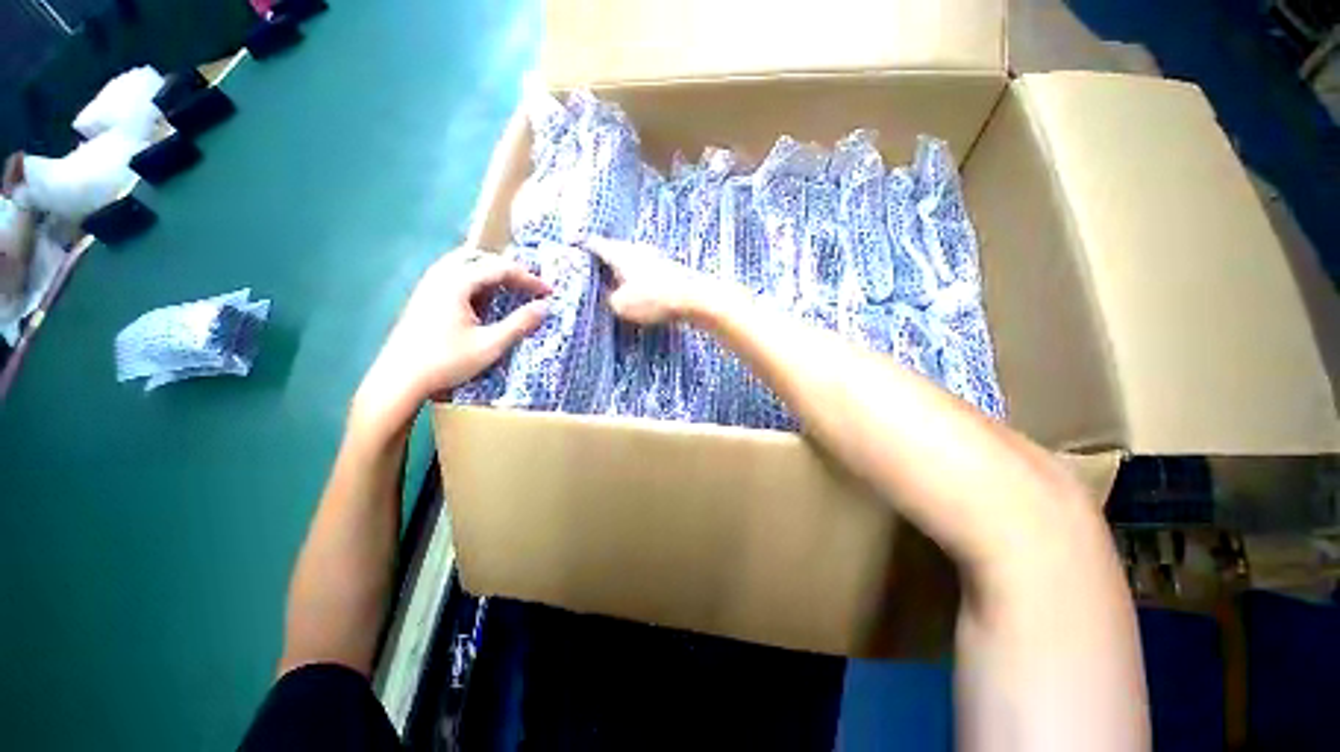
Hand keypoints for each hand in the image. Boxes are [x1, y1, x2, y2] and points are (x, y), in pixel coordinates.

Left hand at [352, 249, 549, 436]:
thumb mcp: (491, 345)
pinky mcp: (422, 297)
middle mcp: (440, 276)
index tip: (549, 292)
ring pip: (464, 263)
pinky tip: (482, 298)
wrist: (399, 380)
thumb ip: (520, 323)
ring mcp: (427, 285)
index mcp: (457, 283)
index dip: (529, 278)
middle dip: (509, 268)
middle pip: (480, 257)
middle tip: (529, 285)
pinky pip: (453, 275)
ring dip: (490, 271)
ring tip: (509, 287)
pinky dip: (475, 279)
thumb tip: (544, 307)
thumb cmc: (447, 362)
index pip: (500, 268)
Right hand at [586, 237, 725, 324]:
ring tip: (616, 281)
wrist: (694, 298)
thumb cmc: (653, 299)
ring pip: (633, 259)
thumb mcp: (621, 305)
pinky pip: (647, 270)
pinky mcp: (670, 269)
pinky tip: (640, 289)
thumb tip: (612, 296)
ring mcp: (656, 257)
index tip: (575, 246)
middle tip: (594, 268)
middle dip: (605, 258)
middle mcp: (637, 249)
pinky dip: (639, 277)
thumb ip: (610, 299)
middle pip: (616, 249)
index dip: (584, 246)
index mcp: (620, 253)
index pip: (596, 244)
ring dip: (624, 268)